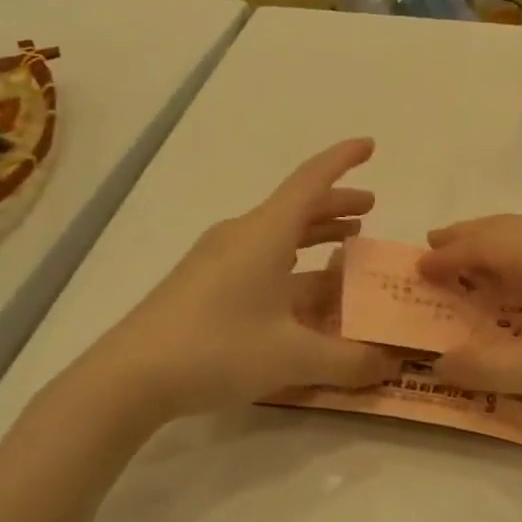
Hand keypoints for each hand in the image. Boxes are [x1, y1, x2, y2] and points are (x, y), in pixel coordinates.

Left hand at [45, 139, 402, 427]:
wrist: (129, 377)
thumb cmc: (217, 349)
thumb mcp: (293, 357)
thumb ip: (350, 360)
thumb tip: (392, 363)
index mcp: (265, 234)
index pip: (311, 180)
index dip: (343, 160)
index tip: (370, 144)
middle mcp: (242, 235)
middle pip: (297, 206)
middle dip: (336, 204)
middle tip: (370, 210)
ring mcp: (217, 258)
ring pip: (278, 233)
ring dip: (314, 233)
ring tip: (345, 244)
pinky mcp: (203, 283)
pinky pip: (260, 257)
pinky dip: (291, 261)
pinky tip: (301, 289)